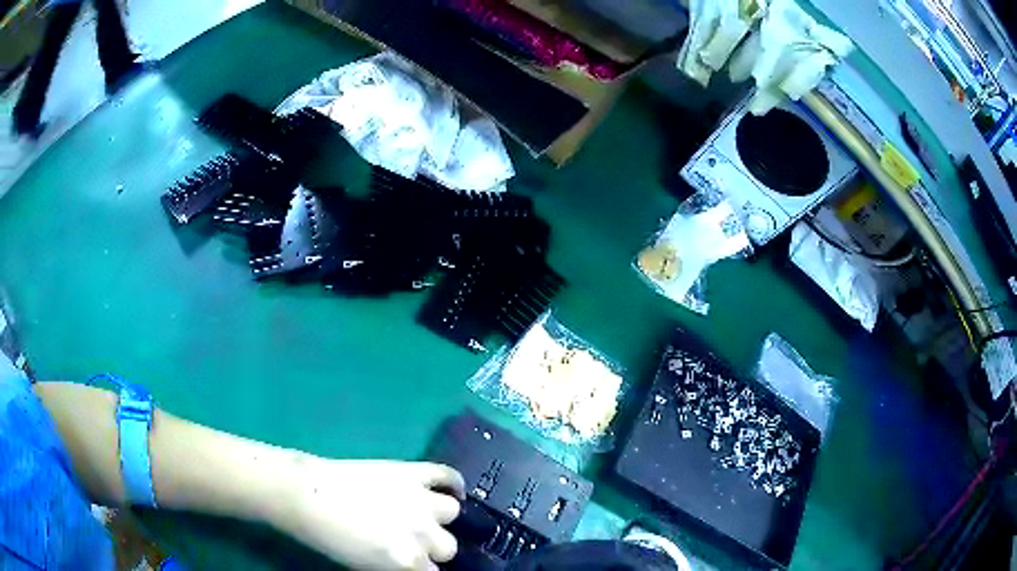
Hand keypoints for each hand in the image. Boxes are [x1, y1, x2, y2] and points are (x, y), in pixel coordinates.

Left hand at [270, 458, 464, 570]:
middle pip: (447, 547)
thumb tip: (418, 565)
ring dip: (438, 517)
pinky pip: (449, 475)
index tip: (416, 565)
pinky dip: (454, 483)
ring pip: (452, 512)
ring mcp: (421, 499)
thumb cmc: (329, 538)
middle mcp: (423, 533)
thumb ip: (400, 569)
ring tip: (420, 515)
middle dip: (431, 547)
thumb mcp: (367, 567)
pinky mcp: (413, 472)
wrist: (306, 495)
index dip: (422, 569)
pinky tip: (452, 490)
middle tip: (410, 541)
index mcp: (409, 561)